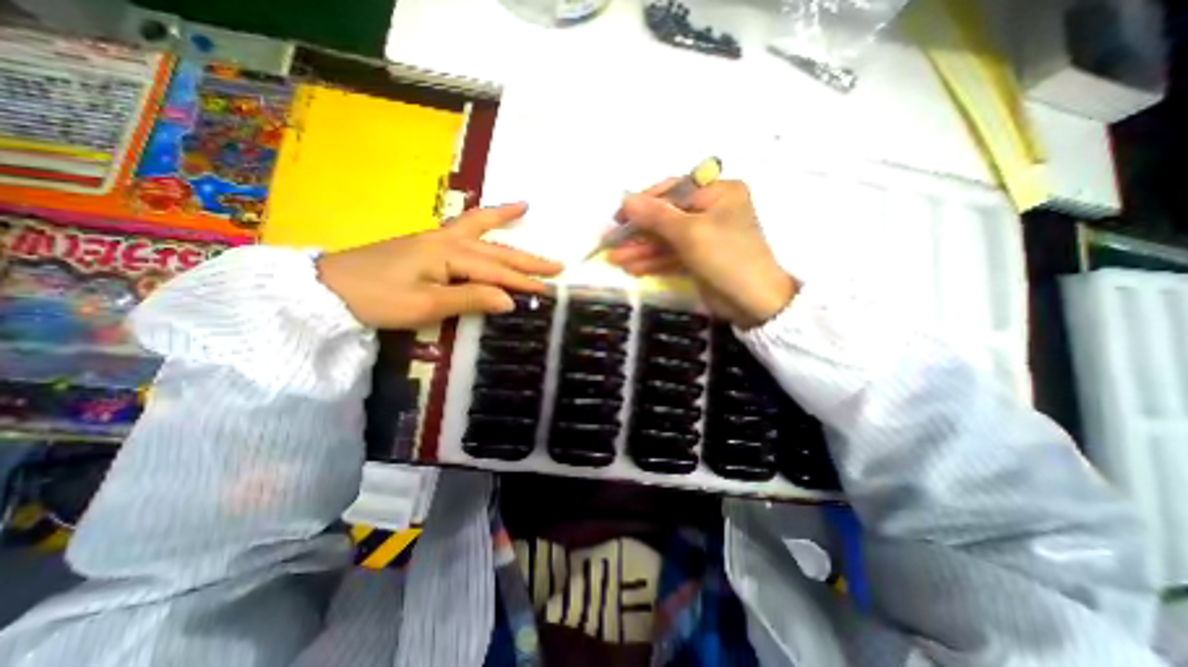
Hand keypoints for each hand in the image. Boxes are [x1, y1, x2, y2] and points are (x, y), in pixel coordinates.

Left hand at [318, 201, 561, 326]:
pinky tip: (487, 218)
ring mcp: (436, 239)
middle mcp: (447, 240)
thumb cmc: (378, 299)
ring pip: (479, 230)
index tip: (549, 290)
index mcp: (449, 255)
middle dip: (527, 259)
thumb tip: (509, 301)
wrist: (328, 288)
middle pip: (495, 249)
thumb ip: (470, 299)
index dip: (523, 282)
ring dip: (505, 223)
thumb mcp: (426, 305)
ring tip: (525, 209)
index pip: (496, 271)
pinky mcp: (427, 244)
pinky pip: (462, 228)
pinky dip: (480, 220)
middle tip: (557, 264)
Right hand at [604, 180, 796, 327]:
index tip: (619, 216)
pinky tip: (633, 269)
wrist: (753, 303)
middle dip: (639, 232)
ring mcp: (705, 236)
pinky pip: (672, 255)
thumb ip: (656, 216)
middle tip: (612, 242)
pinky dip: (654, 261)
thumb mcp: (689, 233)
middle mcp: (712, 210)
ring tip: (616, 260)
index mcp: (719, 193)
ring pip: (667, 239)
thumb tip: (625, 200)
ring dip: (642, 249)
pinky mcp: (699, 258)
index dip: (644, 202)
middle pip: (667, 217)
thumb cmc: (726, 258)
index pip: (674, 191)